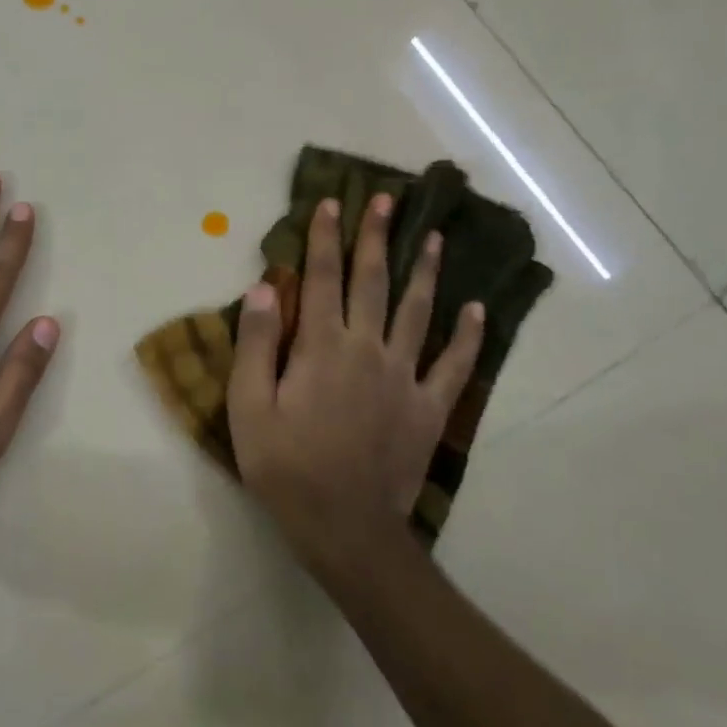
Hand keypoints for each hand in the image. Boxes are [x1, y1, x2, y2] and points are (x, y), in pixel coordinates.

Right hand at [228, 193, 483, 565]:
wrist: (344, 526)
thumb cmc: (286, 466)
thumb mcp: (249, 407)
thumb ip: (257, 344)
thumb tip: (265, 287)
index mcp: (323, 347)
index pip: (321, 279)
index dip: (324, 239)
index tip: (330, 203)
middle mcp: (368, 349)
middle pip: (373, 282)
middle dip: (375, 237)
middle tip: (385, 199)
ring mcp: (405, 377)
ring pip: (419, 312)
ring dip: (425, 271)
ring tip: (433, 237)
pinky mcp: (429, 408)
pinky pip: (454, 364)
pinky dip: (468, 336)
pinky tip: (477, 310)